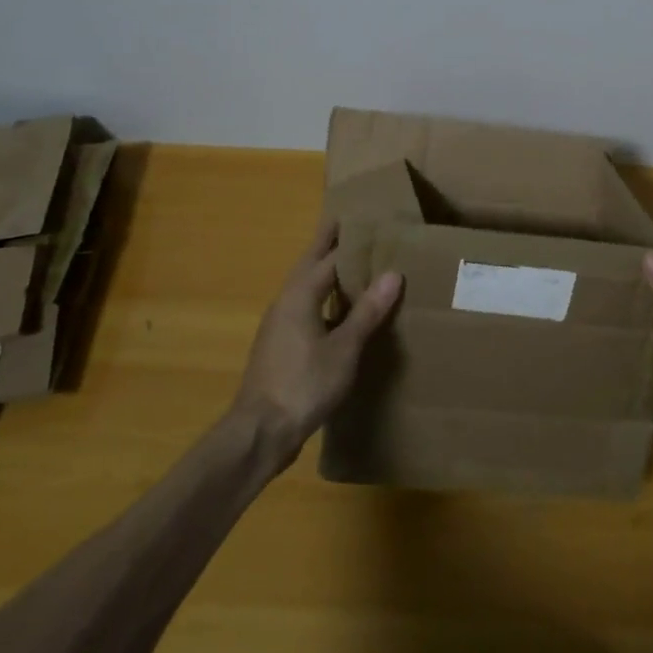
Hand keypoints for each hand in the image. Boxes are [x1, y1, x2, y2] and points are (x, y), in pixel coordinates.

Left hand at [230, 219, 401, 459]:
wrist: (260, 433)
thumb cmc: (304, 384)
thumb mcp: (344, 348)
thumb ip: (367, 311)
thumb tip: (393, 274)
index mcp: (300, 295)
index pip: (329, 255)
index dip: (350, 239)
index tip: (368, 219)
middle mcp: (285, 302)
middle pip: (310, 264)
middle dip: (328, 243)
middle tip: (349, 223)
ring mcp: (279, 325)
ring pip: (305, 287)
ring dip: (324, 270)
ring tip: (350, 262)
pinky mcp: (280, 347)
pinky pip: (304, 308)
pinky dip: (322, 297)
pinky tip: (338, 311)